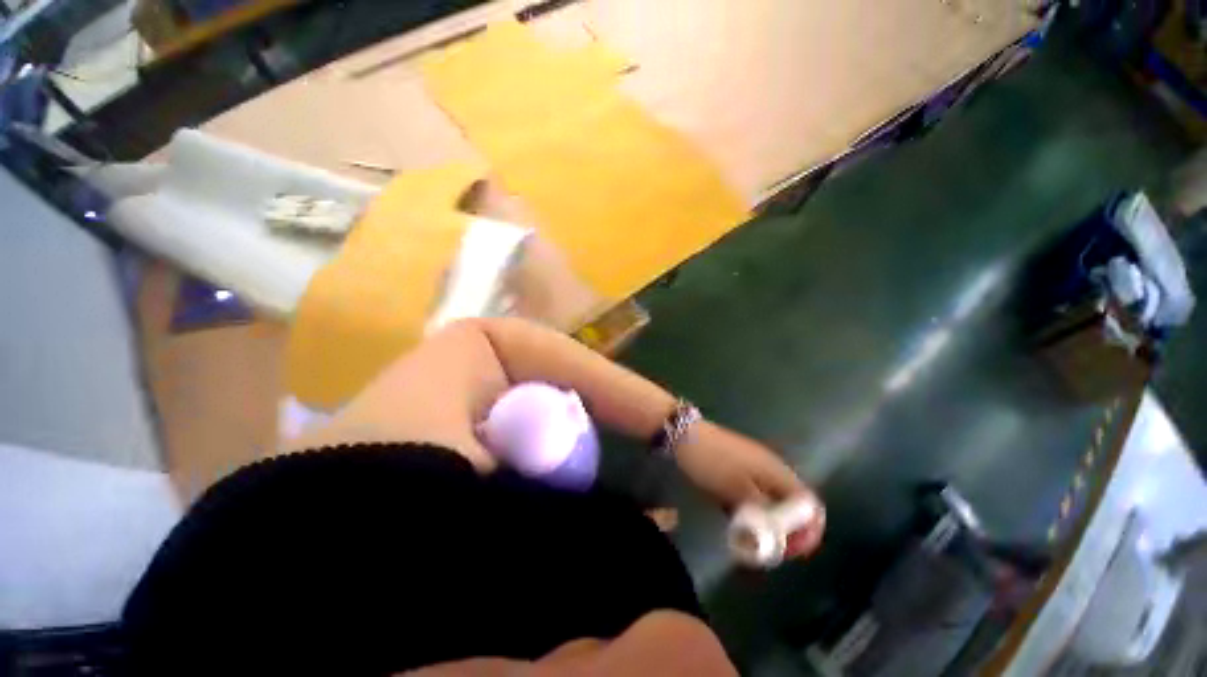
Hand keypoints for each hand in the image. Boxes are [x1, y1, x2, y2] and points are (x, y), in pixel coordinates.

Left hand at [674, 421, 824, 558]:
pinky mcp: (738, 467)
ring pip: (771, 499)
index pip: (809, 503)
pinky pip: (753, 493)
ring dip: (768, 521)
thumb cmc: (712, 462)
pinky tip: (739, 521)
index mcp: (776, 470)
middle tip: (773, 550)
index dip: (808, 529)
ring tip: (756, 540)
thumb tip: (783, 534)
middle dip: (788, 529)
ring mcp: (754, 465)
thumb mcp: (737, 489)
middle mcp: (771, 467)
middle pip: (792, 503)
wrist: (683, 435)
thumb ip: (764, 512)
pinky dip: (752, 509)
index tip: (793, 550)